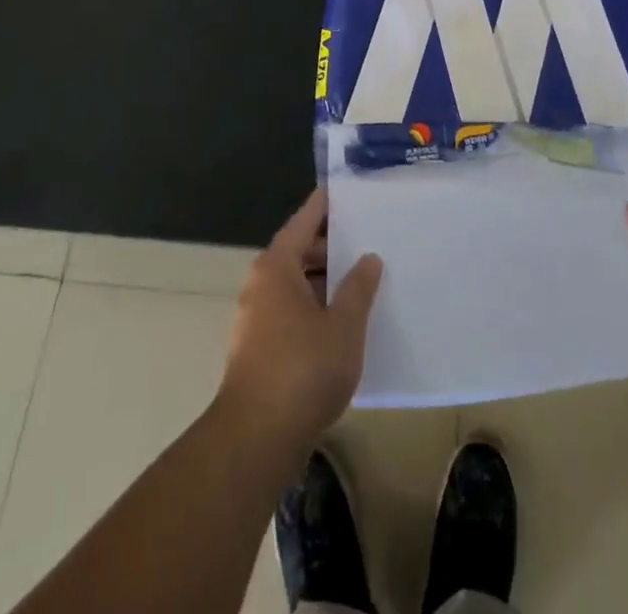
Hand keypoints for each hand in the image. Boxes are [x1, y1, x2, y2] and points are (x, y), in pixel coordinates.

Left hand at [217, 186, 382, 451]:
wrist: (256, 440)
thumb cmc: (303, 370)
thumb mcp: (343, 326)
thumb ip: (359, 288)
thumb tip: (368, 258)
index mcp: (277, 266)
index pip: (305, 220)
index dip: (327, 203)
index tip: (350, 188)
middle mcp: (261, 284)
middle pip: (300, 250)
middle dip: (333, 245)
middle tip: (371, 237)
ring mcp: (257, 317)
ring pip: (297, 284)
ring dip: (327, 281)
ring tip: (366, 279)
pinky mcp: (260, 347)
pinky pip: (293, 310)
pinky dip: (317, 306)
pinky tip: (345, 321)